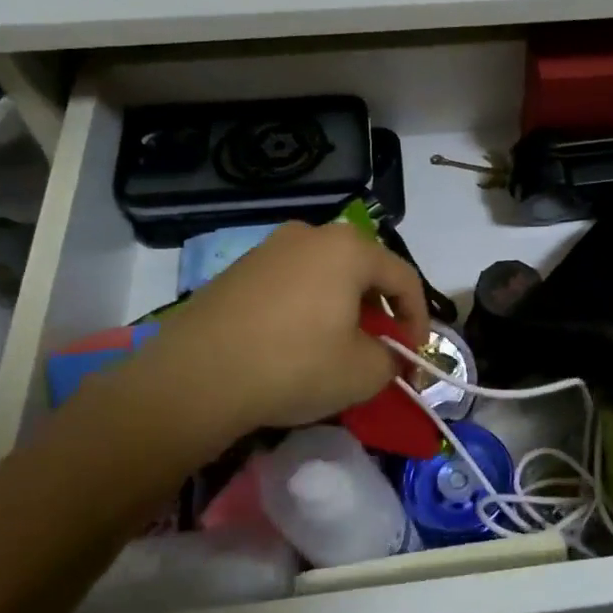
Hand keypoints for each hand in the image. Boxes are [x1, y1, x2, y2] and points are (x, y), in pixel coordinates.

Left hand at [105, 222, 429, 463]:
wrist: (194, 378)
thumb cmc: (294, 365)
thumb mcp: (363, 373)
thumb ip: (391, 358)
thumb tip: (386, 355)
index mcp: (348, 248)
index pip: (403, 278)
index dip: (418, 318)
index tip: (414, 355)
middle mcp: (310, 235)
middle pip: (363, 270)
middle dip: (379, 310)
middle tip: (380, 348)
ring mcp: (268, 249)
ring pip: (325, 275)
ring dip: (342, 308)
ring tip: (338, 346)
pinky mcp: (237, 271)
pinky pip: (290, 285)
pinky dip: (307, 308)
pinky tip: (296, 343)